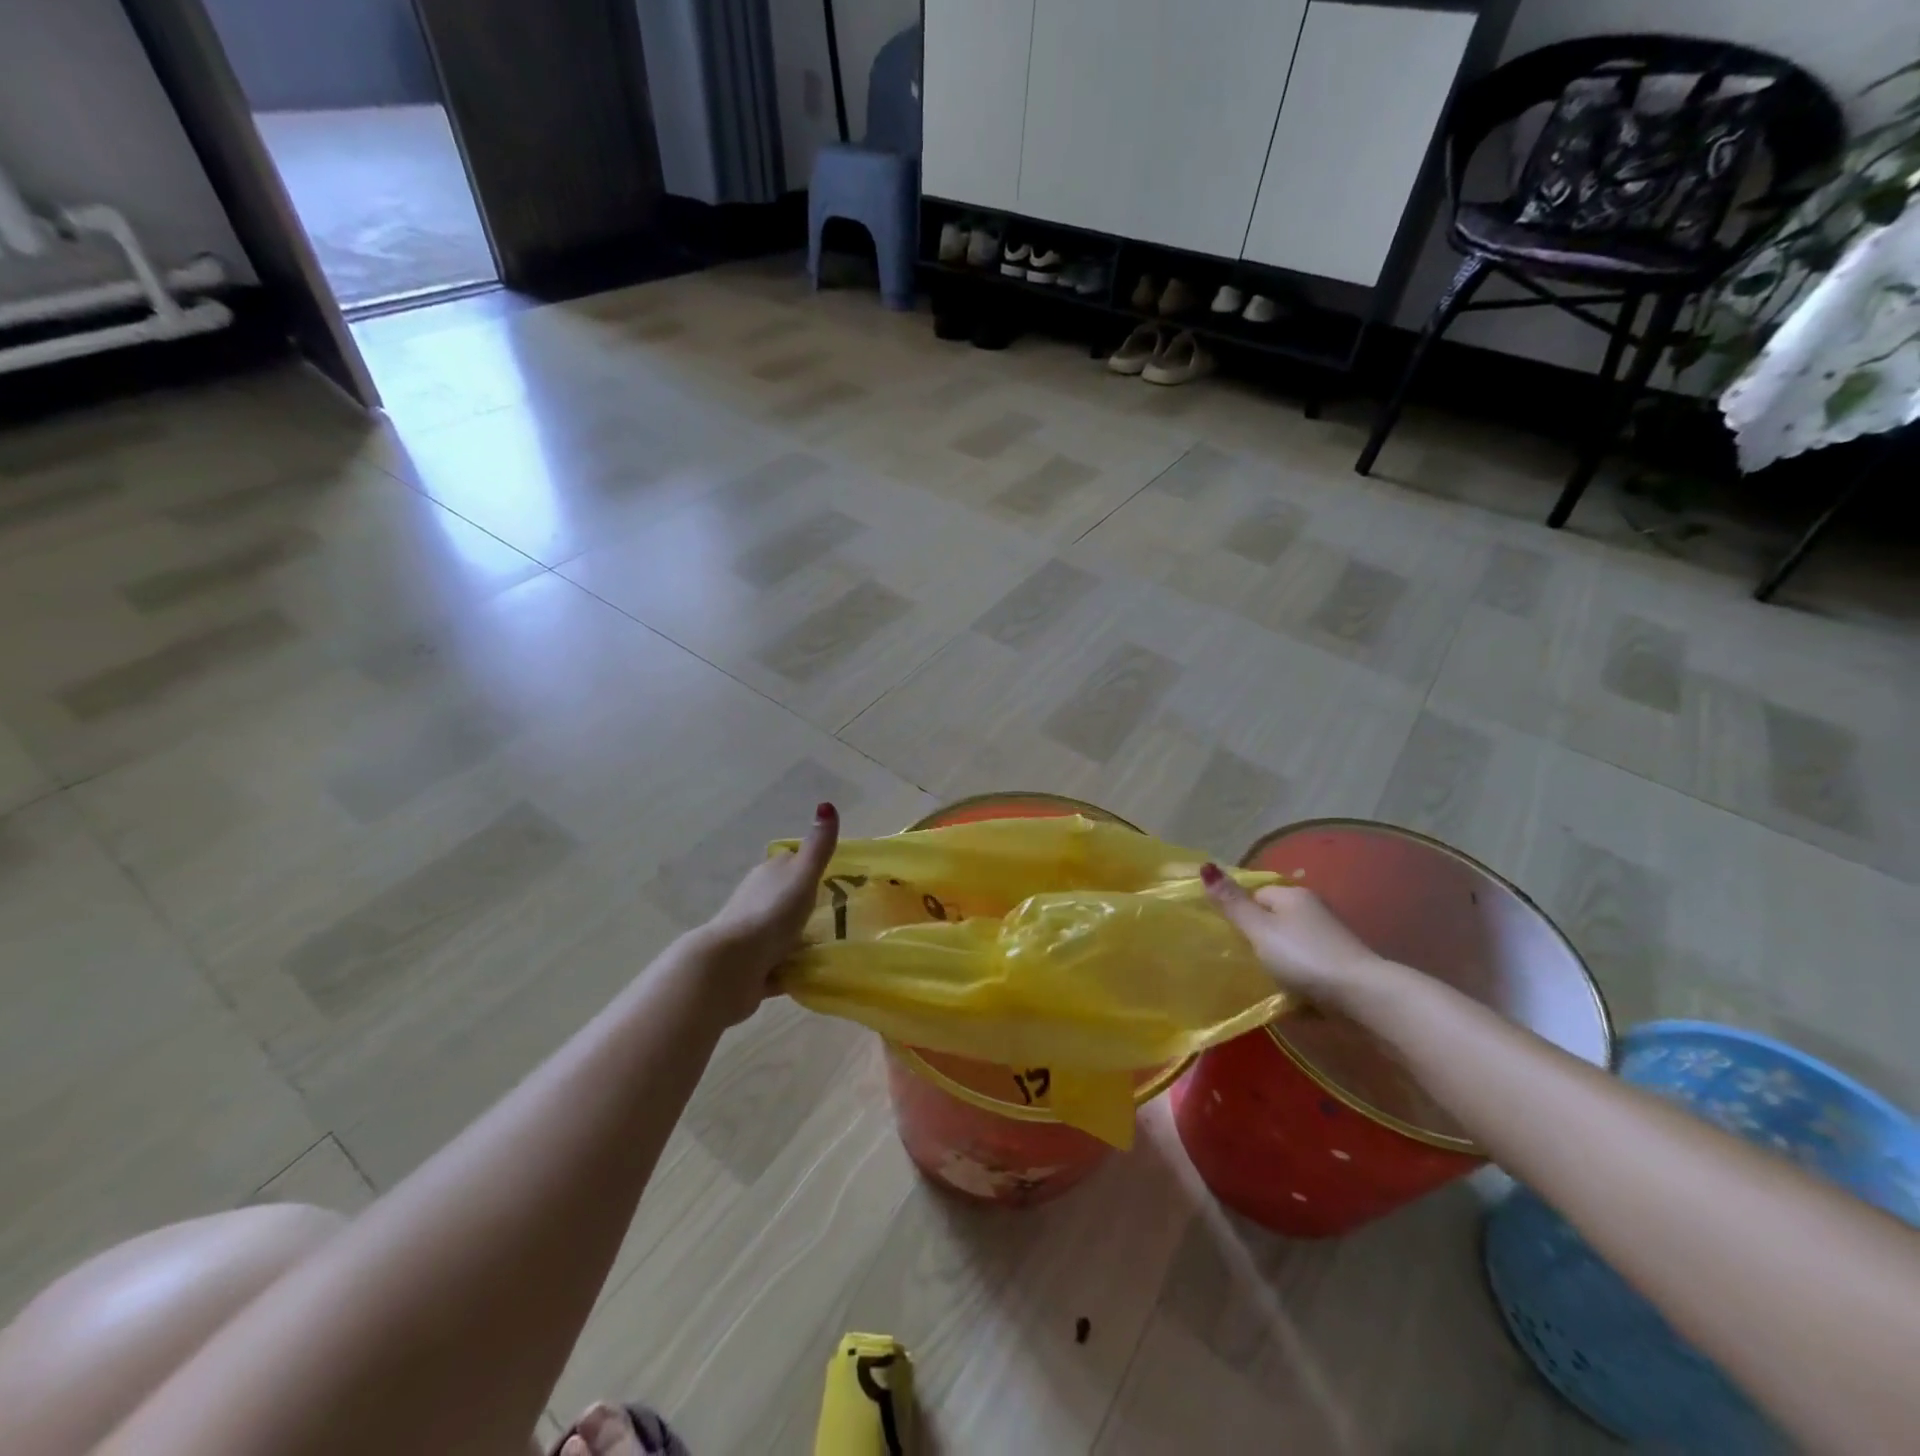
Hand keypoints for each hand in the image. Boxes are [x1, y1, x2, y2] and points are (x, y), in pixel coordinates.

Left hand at [694, 803, 838, 1024]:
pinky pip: (777, 965)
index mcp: (768, 875)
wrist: (731, 966)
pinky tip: (810, 975)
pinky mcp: (751, 967)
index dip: (808, 866)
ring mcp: (751, 936)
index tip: (834, 875)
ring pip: (780, 932)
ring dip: (798, 938)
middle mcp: (756, 900)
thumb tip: (827, 804)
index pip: (789, 863)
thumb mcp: (802, 876)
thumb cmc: (771, 914)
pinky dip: (791, 968)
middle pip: (784, 897)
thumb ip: (818, 847)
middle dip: (805, 904)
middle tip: (839, 914)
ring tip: (830, 946)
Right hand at [1200, 862, 1380, 1006]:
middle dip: (1257, 940)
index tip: (1228, 938)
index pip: (1256, 895)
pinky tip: (1287, 996)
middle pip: (1273, 921)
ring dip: (1277, 962)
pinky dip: (1296, 979)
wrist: (1364, 998)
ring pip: (1290, 946)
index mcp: (1293, 896)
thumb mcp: (1260, 930)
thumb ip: (1232, 903)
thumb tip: (1205, 865)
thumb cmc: (1305, 957)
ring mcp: (1330, 940)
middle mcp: (1313, 911)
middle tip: (1238, 961)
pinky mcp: (1339, 967)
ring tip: (1259, 982)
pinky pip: (1307, 968)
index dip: (1240, 913)